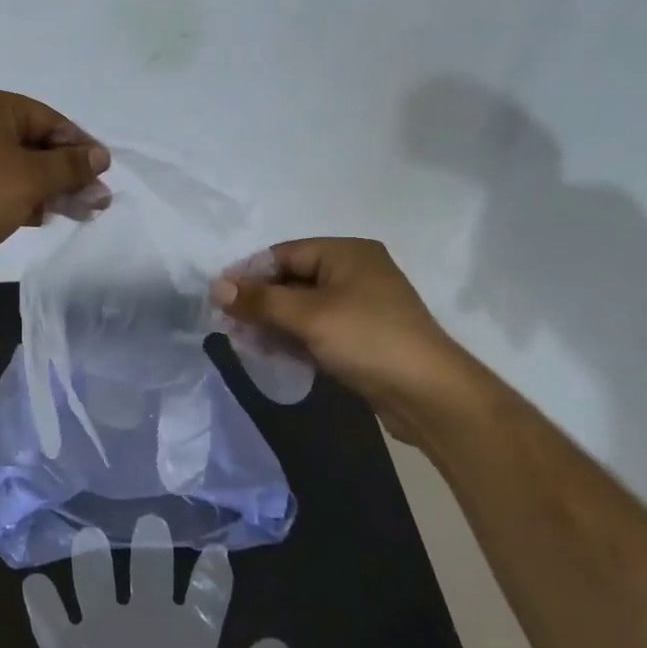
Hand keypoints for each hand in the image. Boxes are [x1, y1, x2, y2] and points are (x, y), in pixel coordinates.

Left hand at [0, 89, 110, 282]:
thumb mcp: (31, 177)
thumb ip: (70, 166)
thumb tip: (100, 156)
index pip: (50, 119)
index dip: (80, 146)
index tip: (103, 173)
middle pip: (36, 145)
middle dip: (68, 173)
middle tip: (97, 200)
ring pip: (21, 169)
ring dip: (51, 189)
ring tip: (82, 213)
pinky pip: (2, 187)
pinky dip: (25, 199)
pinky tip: (45, 217)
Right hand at [210, 238, 483, 437]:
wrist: (430, 395)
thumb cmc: (368, 339)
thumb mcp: (309, 316)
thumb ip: (261, 300)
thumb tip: (216, 287)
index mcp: (347, 252)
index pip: (284, 254)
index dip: (249, 274)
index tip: (219, 297)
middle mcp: (354, 271)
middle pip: (292, 280)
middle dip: (260, 301)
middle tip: (227, 323)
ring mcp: (360, 305)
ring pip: (303, 307)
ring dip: (273, 322)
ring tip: (243, 341)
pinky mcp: (362, 336)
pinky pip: (317, 328)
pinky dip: (294, 338)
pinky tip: (270, 353)